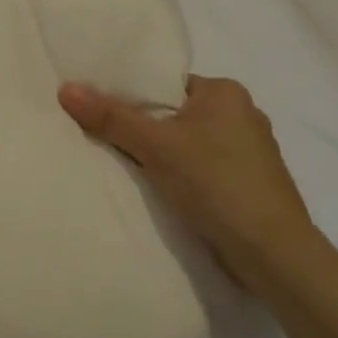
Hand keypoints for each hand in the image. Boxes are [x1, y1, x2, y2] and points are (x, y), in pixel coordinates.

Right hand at [58, 75, 318, 290]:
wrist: (272, 253)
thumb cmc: (216, 183)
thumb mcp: (155, 145)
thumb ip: (111, 117)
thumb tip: (66, 89)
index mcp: (226, 92)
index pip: (166, 84)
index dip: (131, 97)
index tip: (100, 112)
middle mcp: (242, 115)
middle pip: (173, 114)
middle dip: (142, 129)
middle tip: (103, 140)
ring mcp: (249, 153)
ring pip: (186, 144)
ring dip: (160, 157)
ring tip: (123, 167)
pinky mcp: (247, 185)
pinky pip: (200, 170)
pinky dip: (178, 177)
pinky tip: (157, 191)